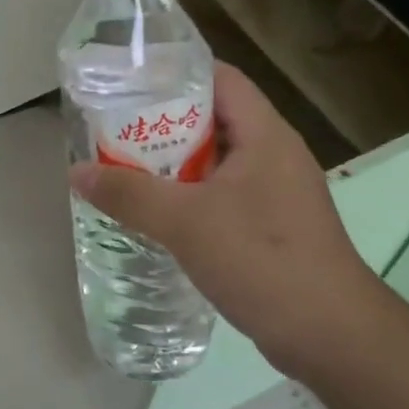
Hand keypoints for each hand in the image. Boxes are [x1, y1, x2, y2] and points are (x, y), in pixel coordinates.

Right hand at [68, 62, 380, 368]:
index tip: (131, 81)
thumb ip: (128, 194)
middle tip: (115, 128)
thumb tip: (76, 171)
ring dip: (175, 164)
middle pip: (215, 119)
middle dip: (165, 122)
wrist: (331, 335)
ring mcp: (277, 192)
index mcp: (265, 135)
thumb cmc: (262, 259)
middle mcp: (275, 154)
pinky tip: (159, 214)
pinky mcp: (275, 226)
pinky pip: (225, 195)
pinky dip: (191, 196)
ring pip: (218, 161)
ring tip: (126, 167)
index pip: (222, 79)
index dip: (177, 72)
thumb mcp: (185, 222)